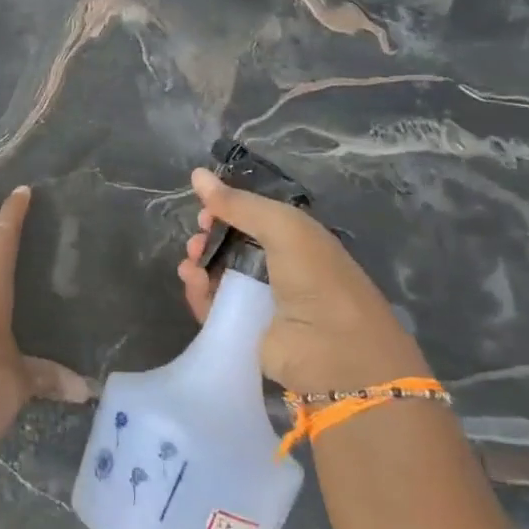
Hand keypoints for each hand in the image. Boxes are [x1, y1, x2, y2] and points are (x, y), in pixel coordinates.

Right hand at [176, 166, 429, 395]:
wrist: (337, 354)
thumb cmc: (317, 280)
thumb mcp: (283, 227)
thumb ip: (239, 203)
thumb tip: (196, 174)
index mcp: (297, 240)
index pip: (253, 217)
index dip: (227, 210)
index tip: (206, 209)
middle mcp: (279, 268)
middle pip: (231, 245)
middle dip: (209, 236)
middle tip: (198, 238)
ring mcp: (260, 301)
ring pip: (218, 274)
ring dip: (200, 263)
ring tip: (192, 263)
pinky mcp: (243, 330)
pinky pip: (212, 305)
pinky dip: (197, 292)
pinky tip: (191, 281)